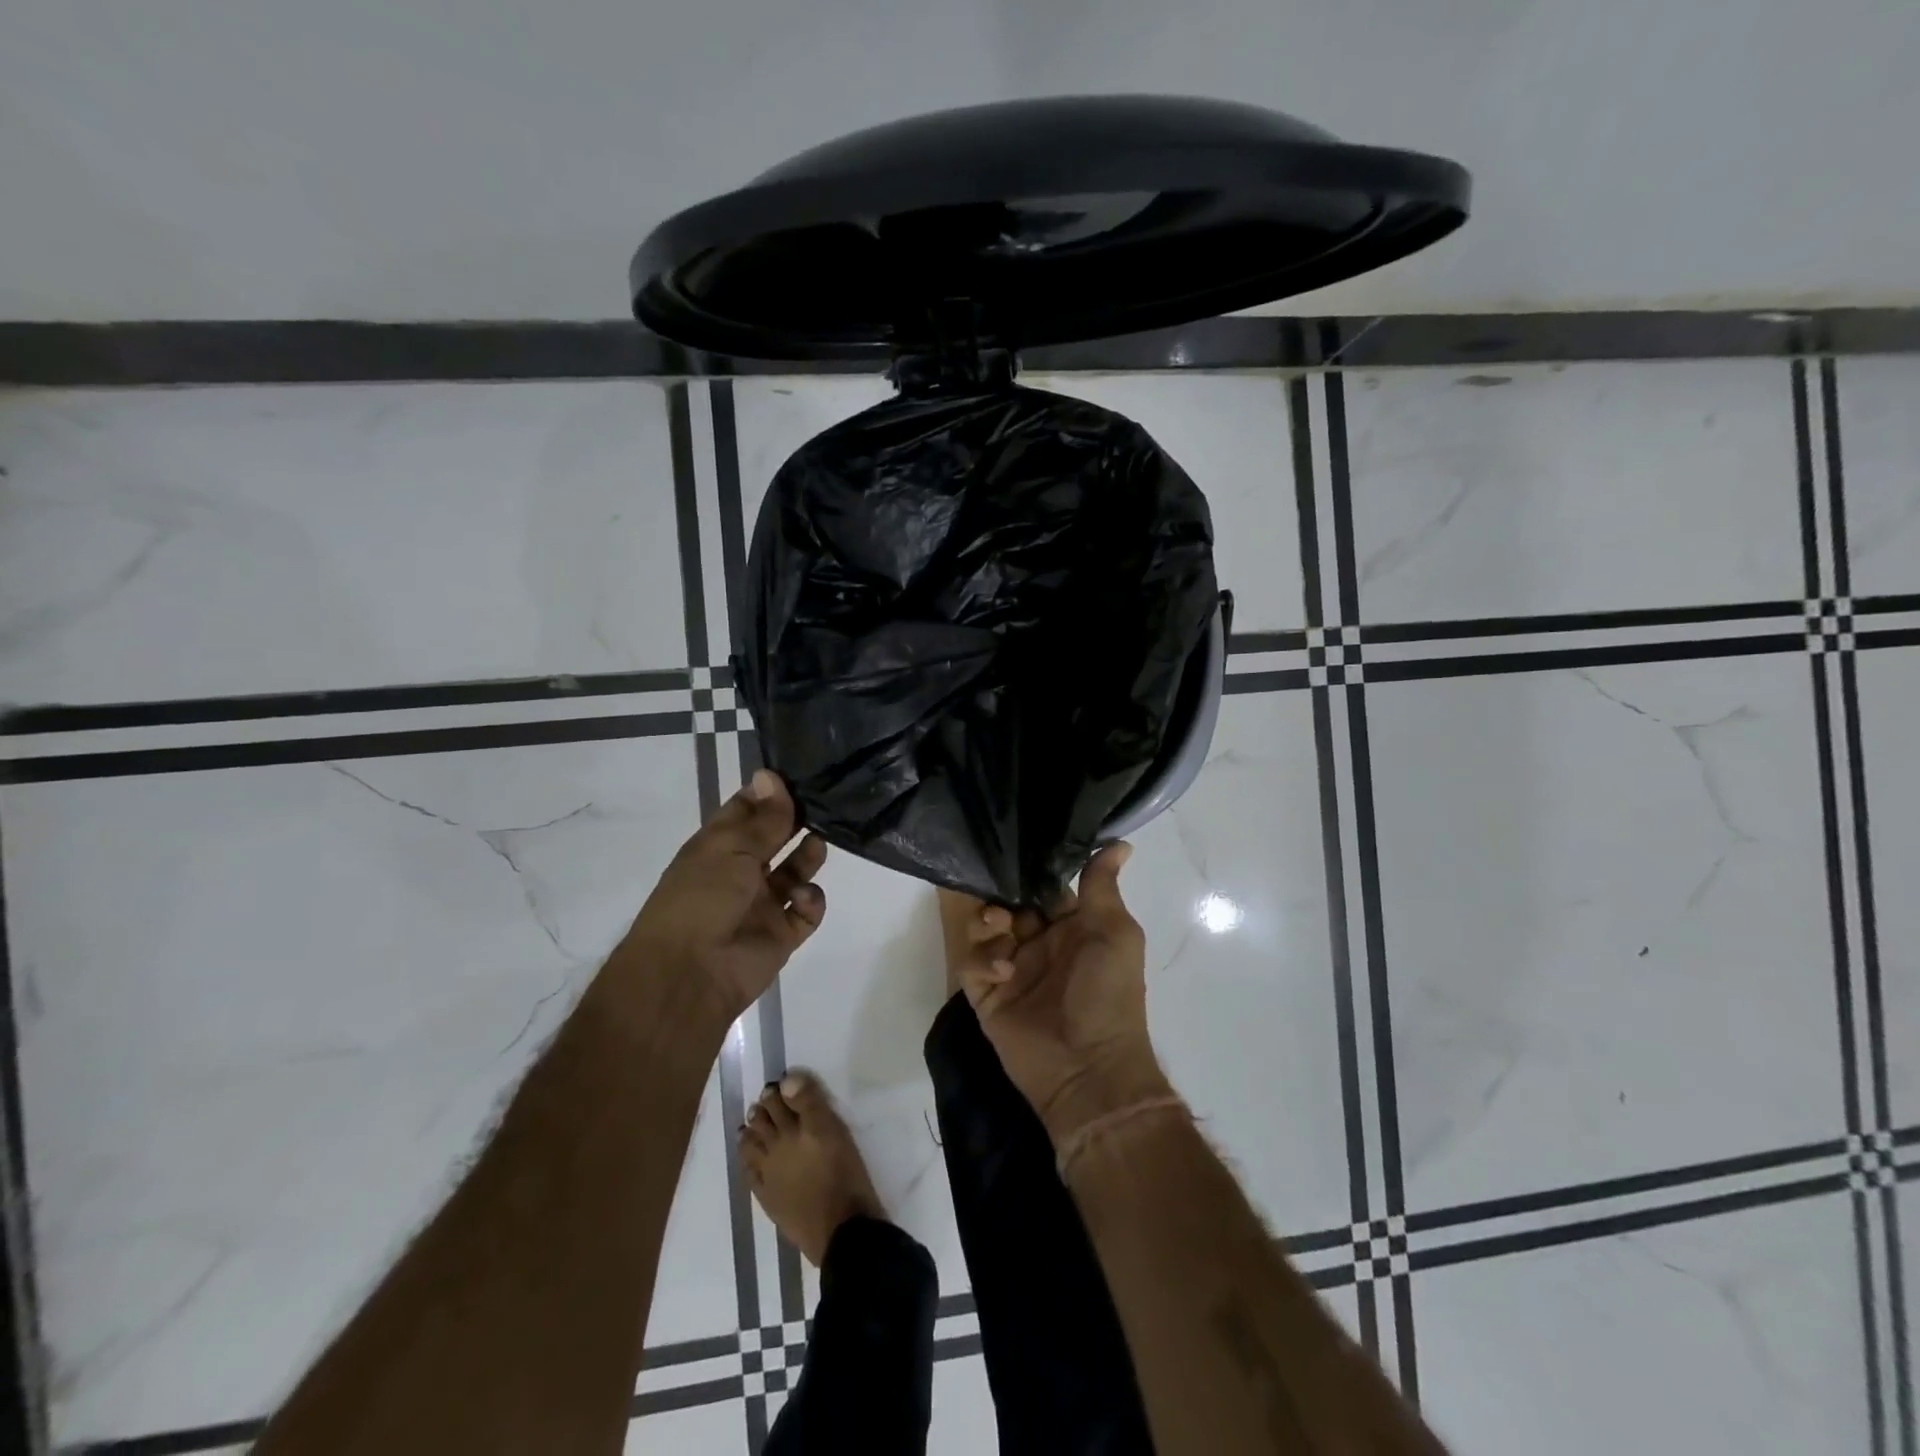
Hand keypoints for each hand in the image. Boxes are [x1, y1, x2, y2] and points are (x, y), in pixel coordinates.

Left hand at [625, 769, 827, 1020]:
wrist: (691, 973)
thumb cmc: (702, 897)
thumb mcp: (731, 848)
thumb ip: (762, 817)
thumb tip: (771, 775)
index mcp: (718, 847)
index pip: (747, 810)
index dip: (770, 793)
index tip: (799, 776)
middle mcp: (740, 871)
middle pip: (775, 838)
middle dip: (796, 821)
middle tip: (824, 803)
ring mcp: (763, 903)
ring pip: (795, 871)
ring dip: (808, 856)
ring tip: (818, 845)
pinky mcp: (782, 933)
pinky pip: (807, 910)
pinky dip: (810, 900)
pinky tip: (802, 896)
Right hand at [956, 843, 1171, 1143]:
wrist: (1089, 1069)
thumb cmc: (1109, 994)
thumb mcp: (1115, 934)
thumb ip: (1102, 888)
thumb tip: (1121, 843)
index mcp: (1071, 927)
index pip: (1043, 888)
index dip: (1030, 871)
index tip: (1013, 847)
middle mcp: (1039, 944)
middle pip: (1008, 903)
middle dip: (1002, 894)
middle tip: (1005, 897)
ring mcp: (1011, 969)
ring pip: (984, 928)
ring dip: (988, 922)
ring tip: (1001, 930)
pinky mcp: (987, 995)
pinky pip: (971, 964)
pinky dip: (982, 961)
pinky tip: (1002, 973)